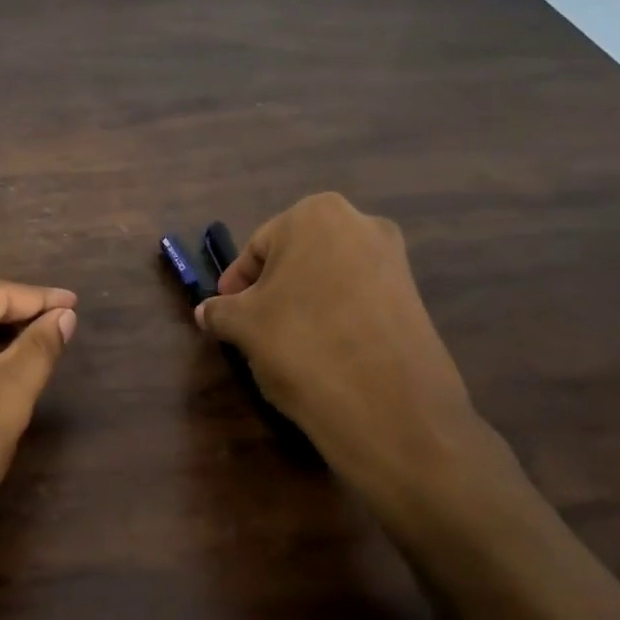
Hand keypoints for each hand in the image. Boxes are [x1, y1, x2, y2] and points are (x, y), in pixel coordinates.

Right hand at [195, 193, 492, 511]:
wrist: (387, 405)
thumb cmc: (301, 343)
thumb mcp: (243, 325)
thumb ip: (220, 311)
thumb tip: (205, 312)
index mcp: (315, 215)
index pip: (258, 246)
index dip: (237, 280)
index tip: (225, 308)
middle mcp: (361, 223)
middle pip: (297, 257)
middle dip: (272, 288)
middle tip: (252, 323)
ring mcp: (394, 260)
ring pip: (329, 278)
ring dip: (304, 302)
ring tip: (286, 342)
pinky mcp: (415, 298)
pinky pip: (359, 299)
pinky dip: (335, 317)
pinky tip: (323, 352)